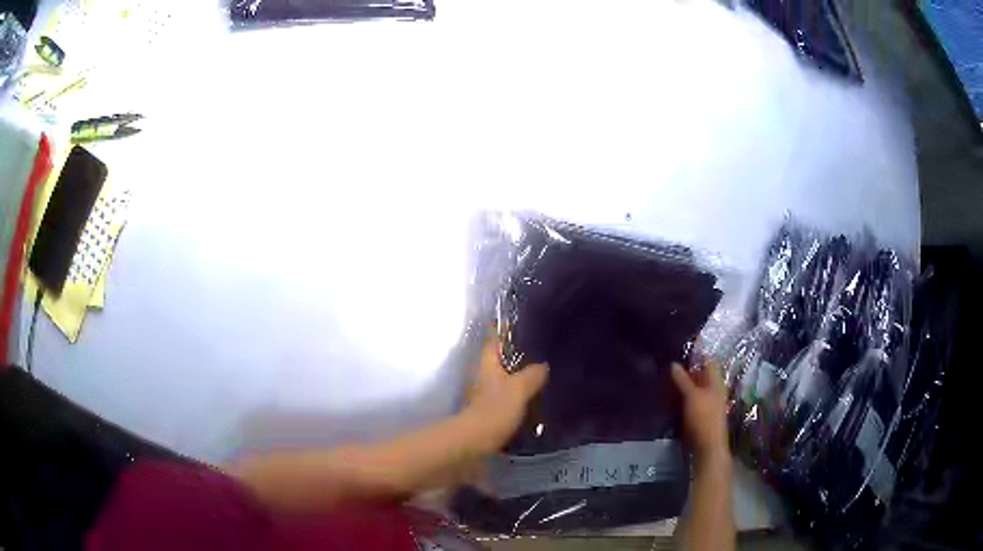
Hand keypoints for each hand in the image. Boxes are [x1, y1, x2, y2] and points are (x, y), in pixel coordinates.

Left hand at [464, 335, 547, 452]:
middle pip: (497, 363)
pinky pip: (505, 404)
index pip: (493, 341)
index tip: (518, 323)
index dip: (502, 330)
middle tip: (540, 353)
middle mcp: (482, 379)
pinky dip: (517, 402)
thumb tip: (543, 365)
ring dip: (517, 381)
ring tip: (542, 379)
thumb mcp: (518, 389)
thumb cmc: (494, 411)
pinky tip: (533, 405)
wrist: (473, 445)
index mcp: (487, 366)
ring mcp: (482, 399)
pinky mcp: (487, 417)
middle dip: (514, 358)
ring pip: (501, 384)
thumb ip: (532, 375)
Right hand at [671, 360, 729, 466]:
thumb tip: (673, 363)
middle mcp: (713, 391)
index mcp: (715, 383)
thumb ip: (683, 380)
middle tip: (668, 365)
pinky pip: (689, 402)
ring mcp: (707, 404)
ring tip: (665, 380)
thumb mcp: (691, 396)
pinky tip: (669, 399)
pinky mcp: (699, 416)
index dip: (697, 355)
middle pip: (700, 376)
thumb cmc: (703, 418)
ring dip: (682, 385)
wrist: (707, 447)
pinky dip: (681, 398)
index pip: (708, 362)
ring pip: (694, 389)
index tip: (681, 350)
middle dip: (687, 371)